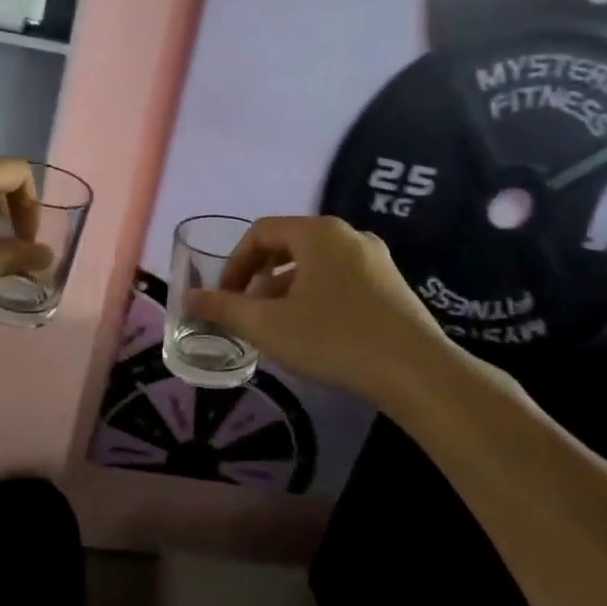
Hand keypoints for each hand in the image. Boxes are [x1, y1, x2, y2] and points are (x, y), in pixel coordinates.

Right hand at [185, 216, 465, 409]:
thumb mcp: (268, 325)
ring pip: (315, 265)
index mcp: (318, 233)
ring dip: (286, 290)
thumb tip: (190, 298)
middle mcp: (349, 235)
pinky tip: (314, 333)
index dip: (234, 264)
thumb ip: (224, 308)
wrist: (417, 372)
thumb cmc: (334, 339)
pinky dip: (315, 297)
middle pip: (288, 246)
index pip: (261, 233)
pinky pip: (340, 280)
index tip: (224, 297)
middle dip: (259, 278)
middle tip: (247, 311)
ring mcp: (376, 259)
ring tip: (276, 326)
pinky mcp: (392, 285)